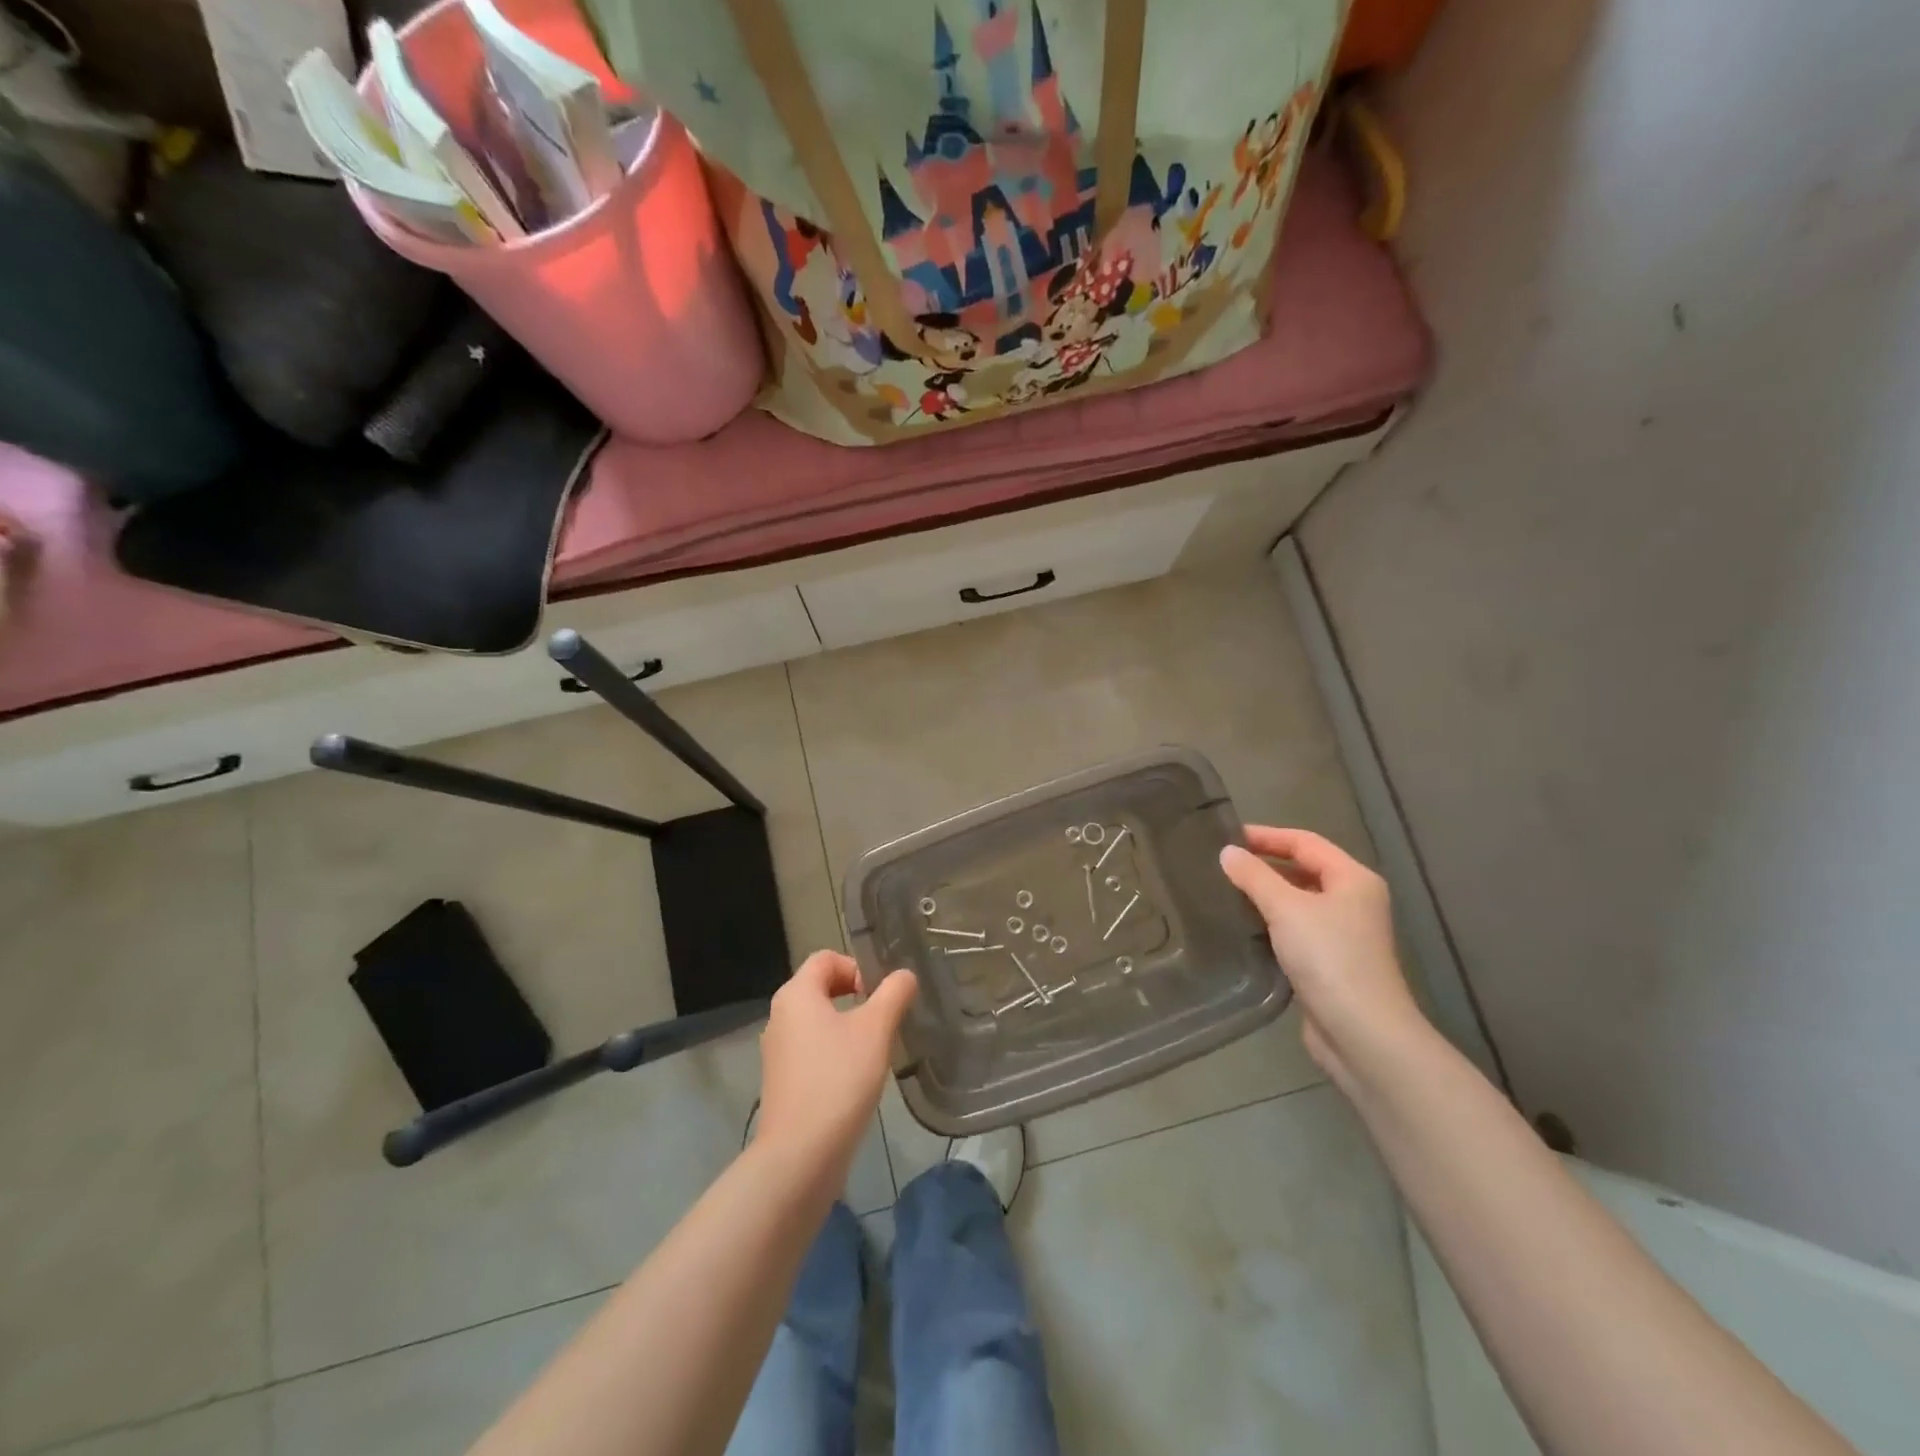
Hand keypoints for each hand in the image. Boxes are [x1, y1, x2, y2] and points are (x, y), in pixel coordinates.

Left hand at [754, 951, 916, 1189]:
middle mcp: (780, 1016)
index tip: (881, 994)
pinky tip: (856, 1078)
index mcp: (796, 994)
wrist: (800, 1156)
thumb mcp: (876, 1030)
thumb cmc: (839, 1080)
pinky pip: (812, 1050)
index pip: (826, 958)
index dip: (857, 966)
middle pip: (821, 987)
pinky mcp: (782, 1082)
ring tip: (875, 1049)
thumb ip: (894, 994)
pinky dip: (835, 1053)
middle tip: (883, 1018)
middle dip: (855, 995)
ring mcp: (777, 1051)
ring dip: (847, 1026)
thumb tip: (904, 975)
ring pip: (817, 1021)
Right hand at [1220, 826, 1426, 1086]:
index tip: (1226, 836)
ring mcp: (1343, 934)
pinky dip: (1269, 924)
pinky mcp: (1329, 964)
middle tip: (1221, 864)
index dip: (1266, 836)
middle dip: (1263, 865)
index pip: (1305, 842)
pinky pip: (1294, 930)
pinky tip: (1241, 927)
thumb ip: (1254, 877)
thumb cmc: (1329, 958)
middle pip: (1303, 870)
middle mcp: (1353, 902)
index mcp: (1353, 879)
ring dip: (1264, 896)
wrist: (1361, 1033)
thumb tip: (1227, 852)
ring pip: (1297, 902)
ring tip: (1223, 892)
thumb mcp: (1286, 908)